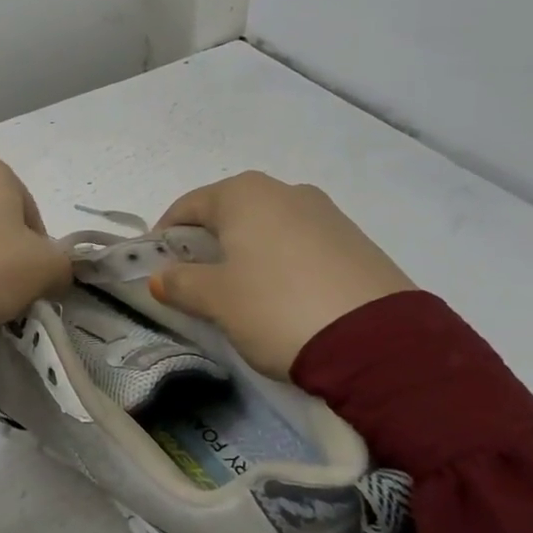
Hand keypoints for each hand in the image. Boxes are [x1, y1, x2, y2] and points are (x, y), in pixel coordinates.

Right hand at [148, 172, 414, 376]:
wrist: (377, 342)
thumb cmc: (276, 306)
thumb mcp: (216, 300)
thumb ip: (181, 283)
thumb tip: (160, 278)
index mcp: (244, 194)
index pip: (187, 206)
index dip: (164, 235)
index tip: (154, 266)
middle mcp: (285, 190)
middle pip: (229, 213)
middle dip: (206, 244)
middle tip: (194, 281)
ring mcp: (326, 213)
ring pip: (267, 228)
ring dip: (245, 253)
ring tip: (240, 293)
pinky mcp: (355, 241)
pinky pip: (300, 244)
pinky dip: (280, 262)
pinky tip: (282, 296)